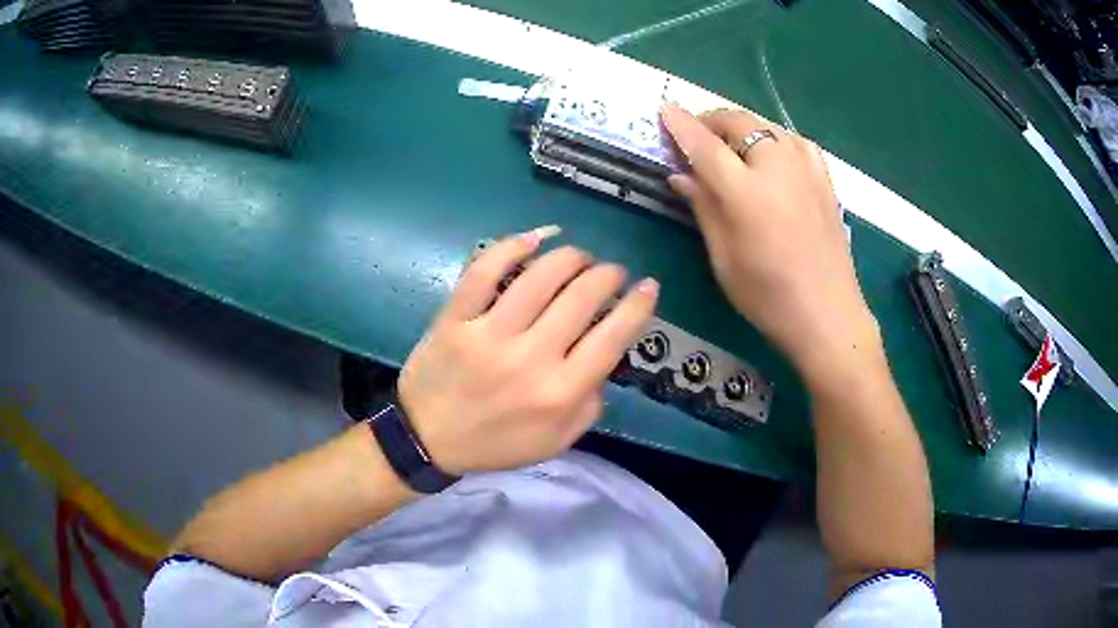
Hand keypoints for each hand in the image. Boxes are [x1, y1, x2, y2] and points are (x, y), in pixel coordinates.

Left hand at [397, 228, 658, 474]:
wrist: (427, 439)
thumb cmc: (496, 443)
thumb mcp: (557, 441)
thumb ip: (590, 403)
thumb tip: (606, 356)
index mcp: (559, 393)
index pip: (612, 337)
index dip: (638, 305)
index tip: (648, 286)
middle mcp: (530, 358)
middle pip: (582, 297)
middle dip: (608, 275)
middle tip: (612, 272)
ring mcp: (489, 334)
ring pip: (540, 276)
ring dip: (571, 257)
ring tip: (580, 257)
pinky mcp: (455, 318)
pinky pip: (485, 271)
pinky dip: (513, 246)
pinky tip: (536, 238)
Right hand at [659, 105, 879, 380]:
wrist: (828, 315)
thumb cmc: (768, 297)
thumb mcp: (724, 257)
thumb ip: (703, 207)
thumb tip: (679, 174)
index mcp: (747, 193)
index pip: (705, 145)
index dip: (681, 125)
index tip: (665, 109)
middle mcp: (778, 168)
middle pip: (739, 123)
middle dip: (711, 121)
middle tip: (696, 135)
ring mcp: (806, 170)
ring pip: (767, 126)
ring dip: (742, 127)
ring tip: (730, 145)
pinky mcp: (825, 178)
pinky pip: (795, 141)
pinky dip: (775, 138)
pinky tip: (771, 154)